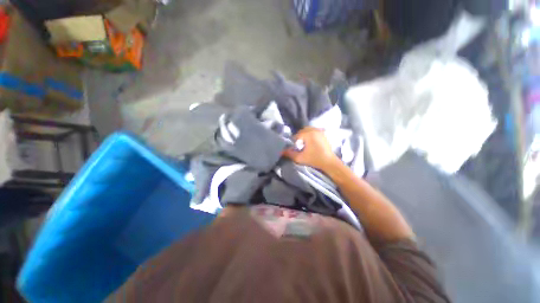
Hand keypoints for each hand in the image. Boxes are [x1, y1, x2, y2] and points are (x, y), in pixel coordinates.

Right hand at [283, 127, 340, 171]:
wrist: (329, 162)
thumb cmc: (314, 160)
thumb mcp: (300, 158)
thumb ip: (289, 154)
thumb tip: (281, 151)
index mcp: (308, 134)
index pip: (296, 135)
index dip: (293, 142)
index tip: (293, 148)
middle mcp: (314, 130)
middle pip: (302, 131)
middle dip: (298, 137)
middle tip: (298, 145)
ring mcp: (320, 131)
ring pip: (308, 130)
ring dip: (304, 135)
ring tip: (304, 143)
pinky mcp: (323, 134)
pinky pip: (314, 131)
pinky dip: (310, 134)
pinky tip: (310, 142)